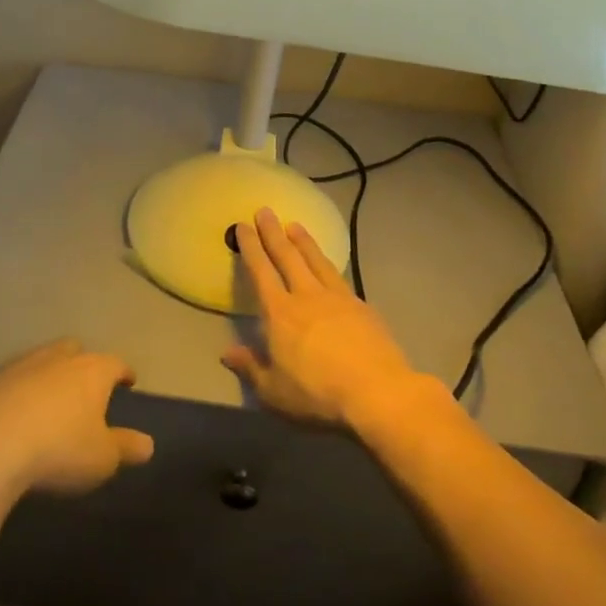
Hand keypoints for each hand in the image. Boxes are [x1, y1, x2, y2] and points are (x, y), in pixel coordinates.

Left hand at [0, 339, 154, 496]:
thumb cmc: (58, 448)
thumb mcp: (101, 458)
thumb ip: (125, 448)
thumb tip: (148, 444)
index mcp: (91, 370)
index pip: (115, 364)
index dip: (124, 373)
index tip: (129, 381)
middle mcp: (57, 358)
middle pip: (75, 350)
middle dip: (83, 363)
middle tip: (87, 383)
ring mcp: (20, 366)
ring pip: (42, 360)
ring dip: (48, 375)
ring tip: (51, 397)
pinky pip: (12, 381)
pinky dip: (19, 391)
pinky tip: (17, 412)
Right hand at [222, 208, 423, 428]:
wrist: (378, 393)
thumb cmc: (318, 395)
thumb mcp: (274, 392)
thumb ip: (251, 368)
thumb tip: (227, 352)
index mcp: (280, 313)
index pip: (261, 272)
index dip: (251, 248)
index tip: (243, 226)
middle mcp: (306, 296)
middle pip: (287, 257)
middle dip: (273, 233)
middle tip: (265, 210)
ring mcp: (337, 298)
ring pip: (316, 261)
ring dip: (304, 241)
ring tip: (295, 225)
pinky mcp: (362, 307)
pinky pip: (338, 276)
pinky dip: (327, 264)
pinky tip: (327, 265)